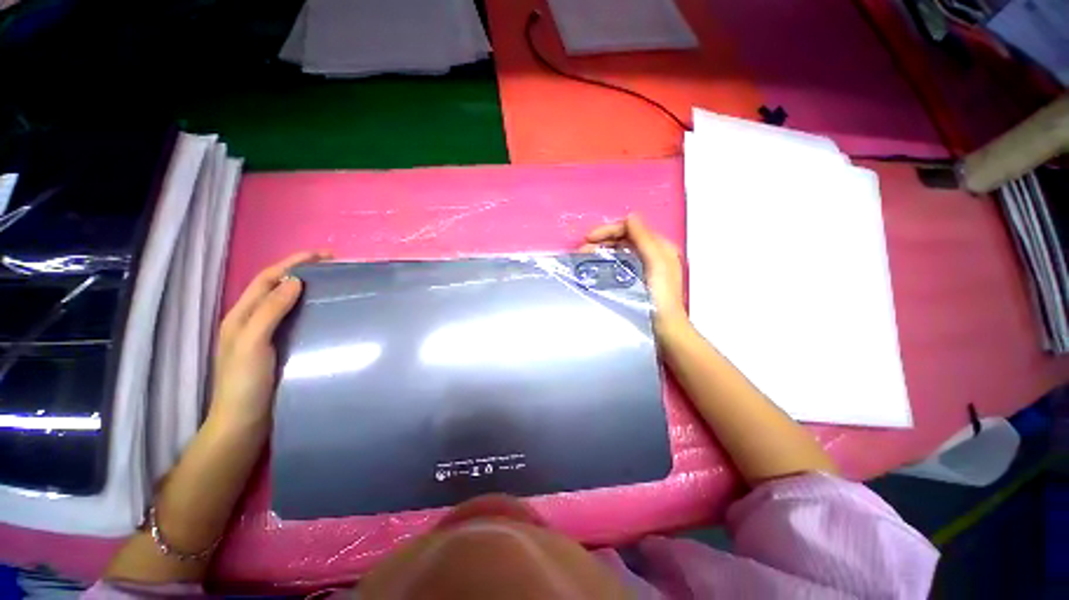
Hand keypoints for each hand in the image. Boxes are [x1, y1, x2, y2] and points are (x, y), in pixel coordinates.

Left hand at [208, 251, 329, 434]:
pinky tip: (325, 313)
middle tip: (333, 268)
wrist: (244, 423)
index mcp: (241, 316)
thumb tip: (295, 281)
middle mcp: (252, 321)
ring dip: (306, 290)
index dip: (292, 263)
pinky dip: (309, 310)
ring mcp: (265, 335)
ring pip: (286, 303)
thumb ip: (270, 311)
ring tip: (332, 285)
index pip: (267, 279)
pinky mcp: (279, 348)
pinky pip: (294, 320)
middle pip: (276, 287)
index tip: (323, 255)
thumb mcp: (253, 343)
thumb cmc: (244, 382)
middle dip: (301, 272)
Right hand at [582, 214, 686, 331]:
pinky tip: (594, 268)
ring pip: (618, 251)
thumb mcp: (656, 263)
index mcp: (659, 246)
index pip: (631, 228)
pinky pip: (618, 264)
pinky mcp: (635, 280)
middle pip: (623, 239)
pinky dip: (605, 262)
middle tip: (581, 250)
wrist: (664, 328)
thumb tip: (630, 216)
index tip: (589, 239)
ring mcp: (643, 267)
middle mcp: (651, 253)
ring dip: (600, 251)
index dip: (609, 229)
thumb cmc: (661, 296)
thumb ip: (645, 239)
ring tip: (583, 258)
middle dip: (601, 240)